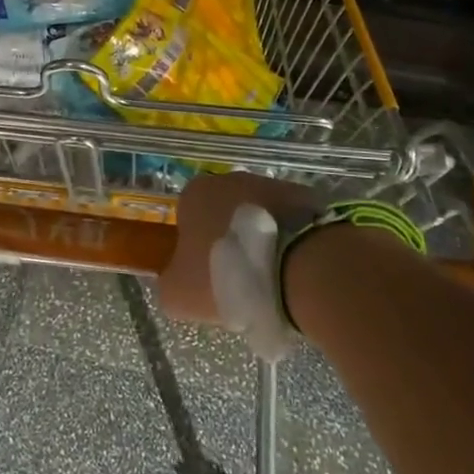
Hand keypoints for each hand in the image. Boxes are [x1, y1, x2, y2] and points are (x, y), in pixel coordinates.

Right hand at [163, 173, 320, 357]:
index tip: (207, 279)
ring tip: (271, 279)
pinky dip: (289, 241)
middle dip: (229, 242)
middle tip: (239, 281)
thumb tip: (177, 278)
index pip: (186, 219)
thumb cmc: (228, 276)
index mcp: (194, 193)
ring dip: (260, 240)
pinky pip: (288, 222)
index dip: (194, 250)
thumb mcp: (179, 294)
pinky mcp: (304, 196)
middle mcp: (230, 178)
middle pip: (222, 214)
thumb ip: (169, 281)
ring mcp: (270, 184)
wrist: (298, 268)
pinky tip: (294, 270)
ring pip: (257, 216)